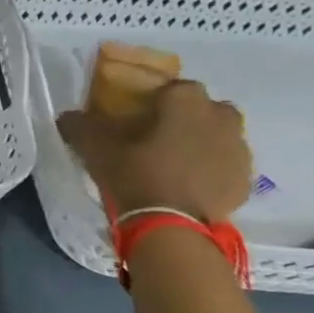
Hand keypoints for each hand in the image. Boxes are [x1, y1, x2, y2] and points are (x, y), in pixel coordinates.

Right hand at [58, 79, 252, 222]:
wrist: (172, 225)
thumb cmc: (135, 175)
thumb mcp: (96, 148)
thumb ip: (81, 126)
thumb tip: (68, 116)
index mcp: (187, 102)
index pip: (174, 87)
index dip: (157, 100)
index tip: (139, 117)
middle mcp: (221, 118)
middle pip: (205, 109)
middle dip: (187, 118)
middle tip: (159, 138)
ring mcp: (239, 150)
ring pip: (220, 137)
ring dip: (202, 143)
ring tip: (174, 164)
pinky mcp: (245, 180)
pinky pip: (226, 166)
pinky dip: (212, 171)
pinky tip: (188, 186)